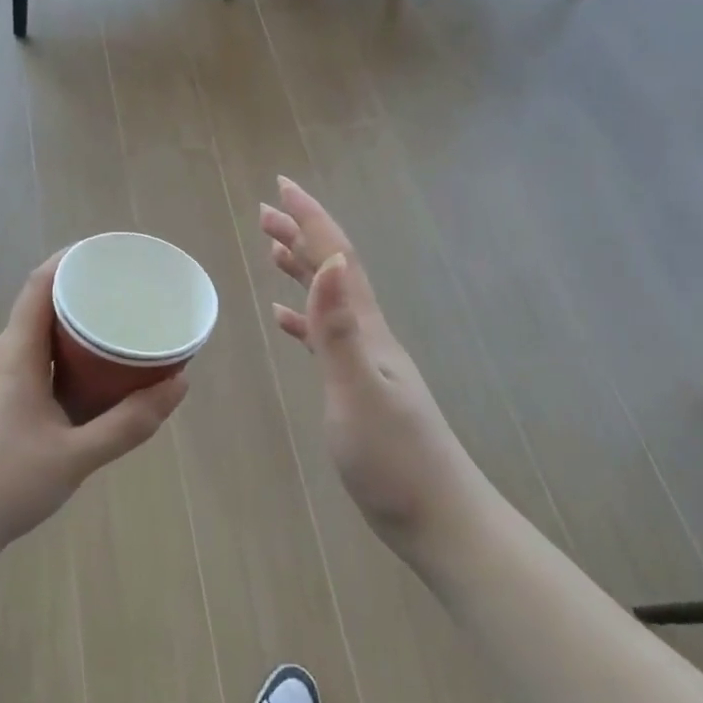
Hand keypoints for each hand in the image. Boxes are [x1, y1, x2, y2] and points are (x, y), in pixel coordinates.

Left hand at [0, 254, 188, 553]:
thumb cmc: (7, 483)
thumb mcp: (78, 455)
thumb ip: (130, 422)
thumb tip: (179, 385)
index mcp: (15, 355)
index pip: (40, 286)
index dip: (71, 260)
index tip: (109, 253)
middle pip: (40, 306)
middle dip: (82, 293)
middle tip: (125, 294)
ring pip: (35, 336)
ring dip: (71, 327)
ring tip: (112, 330)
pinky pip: (29, 359)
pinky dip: (59, 354)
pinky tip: (84, 376)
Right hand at [260, 178, 471, 543]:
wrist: (438, 516)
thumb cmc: (394, 459)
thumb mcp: (359, 391)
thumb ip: (340, 329)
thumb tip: (332, 262)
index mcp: (368, 328)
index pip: (337, 258)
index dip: (309, 219)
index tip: (280, 186)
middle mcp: (369, 334)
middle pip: (333, 270)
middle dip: (301, 235)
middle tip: (265, 211)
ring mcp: (366, 360)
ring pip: (329, 299)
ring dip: (302, 269)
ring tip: (273, 249)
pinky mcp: (358, 386)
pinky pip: (324, 337)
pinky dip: (302, 319)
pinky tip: (284, 320)